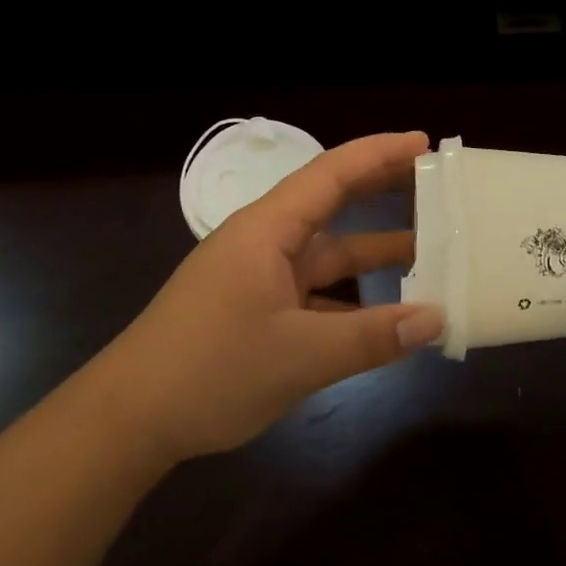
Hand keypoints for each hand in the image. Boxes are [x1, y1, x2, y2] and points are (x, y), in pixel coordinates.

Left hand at [102, 131, 442, 465]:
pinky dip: (352, 296)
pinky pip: (316, 292)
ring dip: (373, 250)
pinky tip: (386, 314)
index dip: (380, 154)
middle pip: (332, 203)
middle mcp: (264, 242)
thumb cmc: (210, 370)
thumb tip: (437, 319)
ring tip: (429, 247)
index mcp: (268, 230)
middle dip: (382, 188)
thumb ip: (372, 337)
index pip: (332, 174)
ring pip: (327, 252)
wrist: (129, 421)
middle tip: (435, 182)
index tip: (425, 144)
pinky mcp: (256, 310)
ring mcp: (259, 277)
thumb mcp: (300, 356)